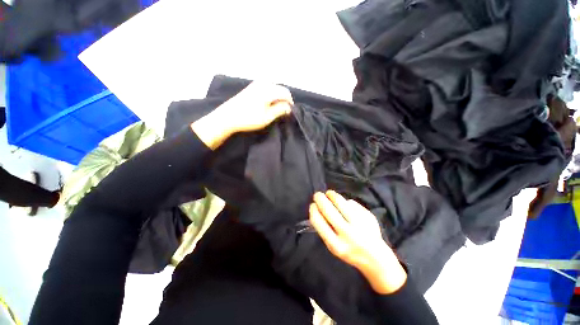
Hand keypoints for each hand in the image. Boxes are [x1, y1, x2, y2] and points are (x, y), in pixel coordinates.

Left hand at [191, 82, 292, 149]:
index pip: (285, 93)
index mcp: (268, 90)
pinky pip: (267, 88)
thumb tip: (289, 107)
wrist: (228, 117)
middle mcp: (263, 83)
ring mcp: (256, 84)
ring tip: (276, 109)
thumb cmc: (249, 118)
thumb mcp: (267, 117)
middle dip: (284, 99)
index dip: (290, 102)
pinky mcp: (251, 87)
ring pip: (274, 88)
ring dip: (278, 97)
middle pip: (280, 89)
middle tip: (283, 111)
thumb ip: (280, 110)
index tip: (289, 112)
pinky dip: (271, 95)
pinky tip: (268, 104)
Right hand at [309, 191, 406, 293]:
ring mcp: (360, 225)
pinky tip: (346, 205)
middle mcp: (348, 234)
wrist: (376, 259)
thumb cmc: (350, 251)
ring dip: (332, 195)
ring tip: (329, 193)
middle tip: (317, 195)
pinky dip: (346, 202)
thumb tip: (317, 208)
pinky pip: (353, 204)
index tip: (312, 205)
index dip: (313, 210)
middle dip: (320, 199)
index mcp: (335, 245)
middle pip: (328, 209)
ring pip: (341, 202)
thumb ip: (324, 229)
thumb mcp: (333, 246)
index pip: (318, 221)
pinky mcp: (369, 217)